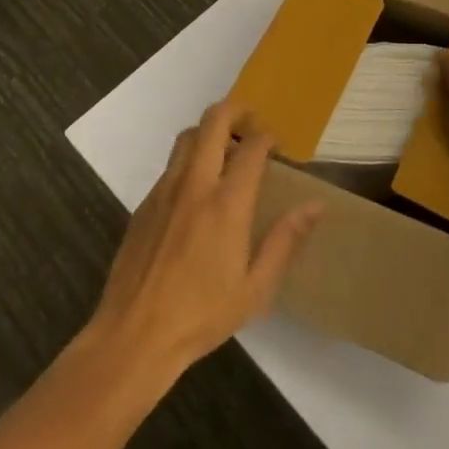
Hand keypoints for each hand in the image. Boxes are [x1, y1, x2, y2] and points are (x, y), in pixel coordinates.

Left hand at [87, 99, 321, 380]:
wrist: (132, 339)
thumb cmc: (201, 316)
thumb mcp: (255, 288)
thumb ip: (285, 240)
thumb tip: (315, 205)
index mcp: (226, 203)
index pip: (252, 145)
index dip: (268, 135)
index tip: (276, 144)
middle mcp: (195, 184)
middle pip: (214, 120)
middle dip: (237, 110)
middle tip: (251, 124)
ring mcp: (165, 191)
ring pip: (188, 136)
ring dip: (210, 132)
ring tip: (225, 152)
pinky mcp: (144, 204)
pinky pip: (170, 165)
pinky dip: (189, 161)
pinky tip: (196, 192)